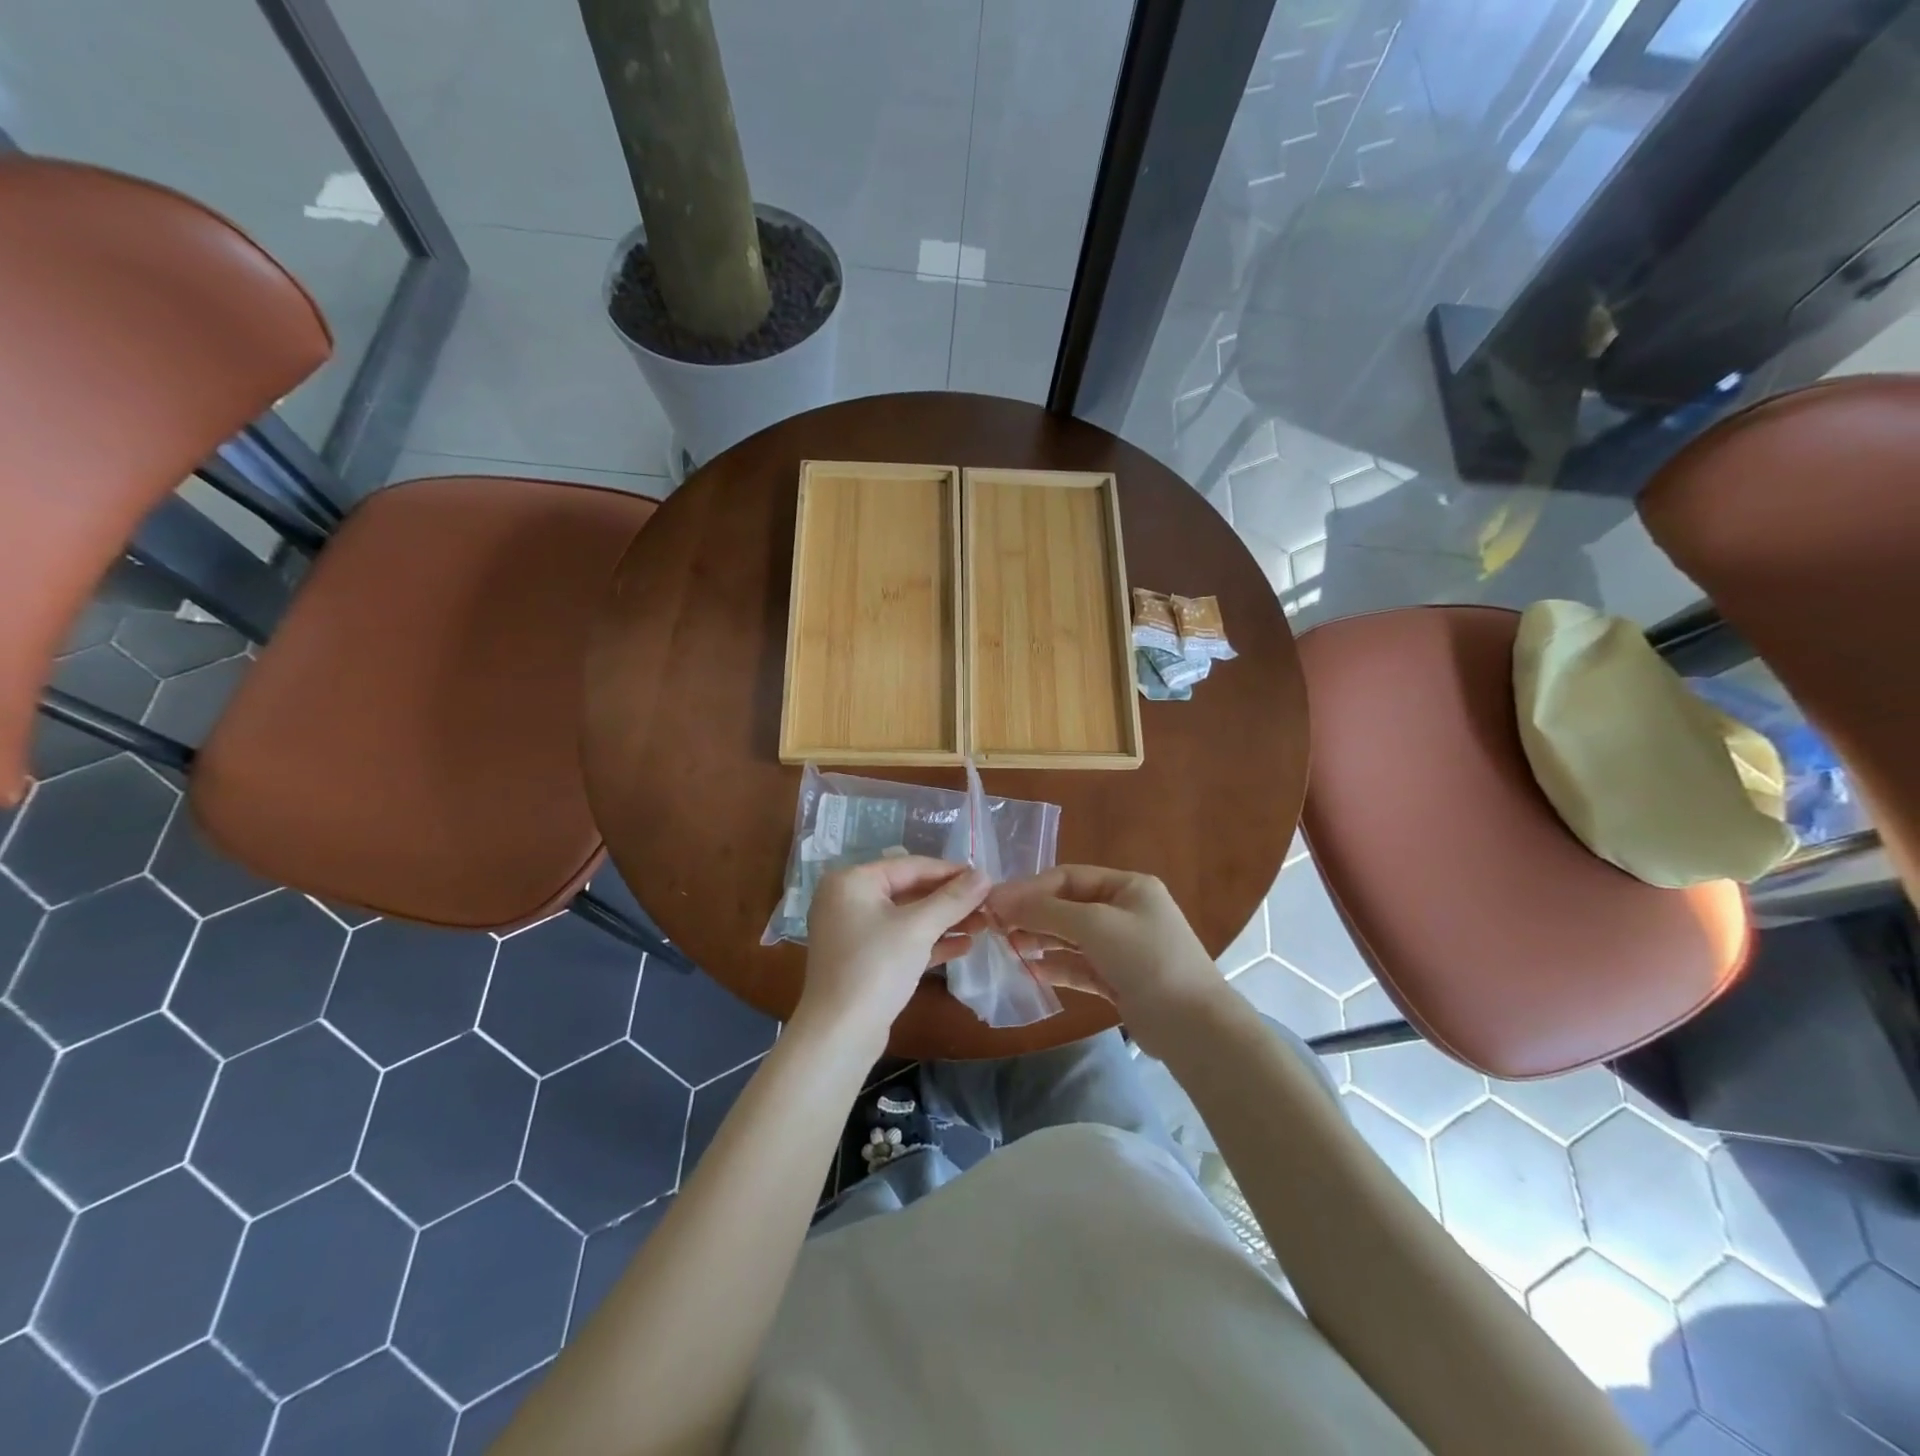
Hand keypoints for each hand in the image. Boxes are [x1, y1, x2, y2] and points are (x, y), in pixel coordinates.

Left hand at [796, 857, 989, 1052]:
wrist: (839, 1035)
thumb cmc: (876, 967)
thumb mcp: (918, 928)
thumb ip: (953, 899)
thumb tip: (985, 875)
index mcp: (852, 881)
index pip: (911, 866)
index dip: (951, 872)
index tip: (986, 878)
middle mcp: (848, 900)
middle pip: (909, 891)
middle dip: (950, 900)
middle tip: (988, 903)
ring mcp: (854, 932)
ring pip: (908, 918)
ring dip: (945, 921)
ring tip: (985, 925)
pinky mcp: (863, 960)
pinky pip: (901, 941)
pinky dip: (930, 942)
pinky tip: (964, 946)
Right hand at [985, 866, 1227, 1052]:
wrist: (1193, 1026)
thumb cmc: (1146, 959)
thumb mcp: (1094, 925)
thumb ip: (1046, 911)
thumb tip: (1000, 899)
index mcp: (1128, 886)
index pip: (1069, 877)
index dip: (1030, 888)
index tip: (995, 903)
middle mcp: (1126, 911)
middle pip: (1069, 906)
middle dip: (1033, 915)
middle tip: (996, 927)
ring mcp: (1124, 947)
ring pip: (1073, 937)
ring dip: (1041, 940)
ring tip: (1010, 947)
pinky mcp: (1120, 980)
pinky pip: (1081, 966)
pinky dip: (1057, 967)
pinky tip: (1032, 970)